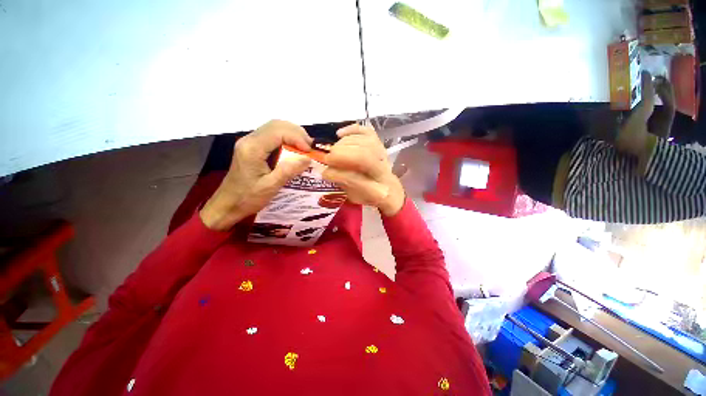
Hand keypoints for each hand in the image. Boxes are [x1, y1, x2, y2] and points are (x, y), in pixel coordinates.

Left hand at [200, 120, 312, 230]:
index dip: (297, 137)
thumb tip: (308, 158)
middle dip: (297, 133)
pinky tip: (294, 149)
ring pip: (274, 128)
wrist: (227, 204)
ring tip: (305, 147)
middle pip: (276, 124)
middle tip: (310, 147)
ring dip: (292, 134)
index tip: (310, 151)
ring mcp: (250, 142)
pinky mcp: (252, 147)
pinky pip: (272, 136)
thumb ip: (288, 171)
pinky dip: (286, 139)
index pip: (278, 131)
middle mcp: (249, 140)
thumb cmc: (248, 198)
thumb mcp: (270, 187)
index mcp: (252, 148)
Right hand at [322, 124, 404, 216]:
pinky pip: (367, 132)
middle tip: (328, 158)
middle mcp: (383, 171)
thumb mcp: (355, 197)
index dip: (338, 174)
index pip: (357, 179)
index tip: (324, 173)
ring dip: (344, 144)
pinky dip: (352, 129)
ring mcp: (384, 156)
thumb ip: (344, 184)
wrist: (388, 188)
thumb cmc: (369, 195)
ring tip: (333, 151)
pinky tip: (339, 134)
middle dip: (341, 155)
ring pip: (365, 142)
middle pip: (364, 156)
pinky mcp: (381, 144)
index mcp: (376, 191)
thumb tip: (327, 171)